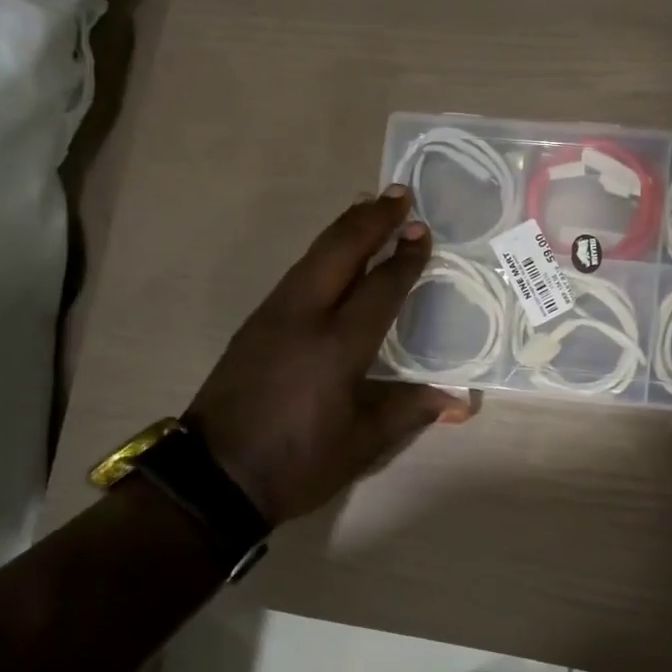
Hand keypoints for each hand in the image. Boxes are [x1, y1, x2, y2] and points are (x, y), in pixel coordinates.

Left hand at [187, 188, 471, 525]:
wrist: (212, 477)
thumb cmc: (297, 463)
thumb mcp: (361, 443)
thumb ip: (409, 410)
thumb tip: (460, 402)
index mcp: (337, 346)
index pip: (380, 288)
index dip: (406, 259)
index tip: (424, 231)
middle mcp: (304, 317)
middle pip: (340, 252)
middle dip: (372, 220)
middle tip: (400, 194)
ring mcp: (273, 316)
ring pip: (313, 257)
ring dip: (344, 229)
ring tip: (369, 209)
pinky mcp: (254, 325)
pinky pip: (297, 273)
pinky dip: (322, 253)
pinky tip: (332, 257)